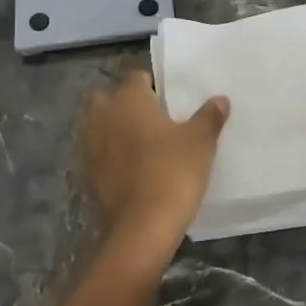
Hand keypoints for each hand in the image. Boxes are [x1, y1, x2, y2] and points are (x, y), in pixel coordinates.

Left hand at [81, 68, 228, 264]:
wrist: (141, 228)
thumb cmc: (173, 172)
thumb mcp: (200, 142)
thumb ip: (209, 116)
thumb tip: (219, 99)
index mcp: (128, 98)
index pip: (138, 77)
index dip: (154, 85)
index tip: (172, 99)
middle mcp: (102, 115)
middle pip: (111, 98)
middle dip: (127, 104)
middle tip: (155, 119)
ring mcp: (89, 146)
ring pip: (101, 126)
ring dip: (116, 130)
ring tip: (144, 145)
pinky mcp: (86, 174)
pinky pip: (99, 154)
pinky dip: (111, 157)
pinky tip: (133, 170)